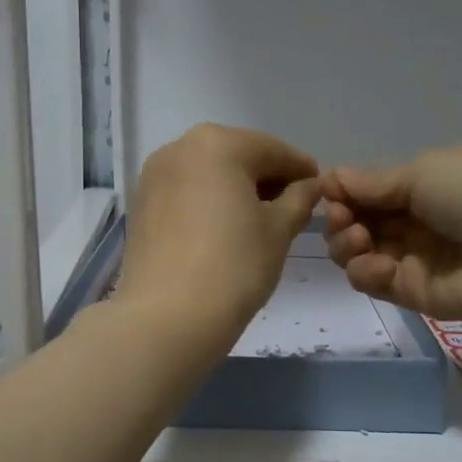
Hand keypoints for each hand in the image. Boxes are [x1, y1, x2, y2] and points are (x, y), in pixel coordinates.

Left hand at [117, 124, 322, 341]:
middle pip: (237, 156)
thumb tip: (308, 186)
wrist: (167, 317)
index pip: (273, 150)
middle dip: (266, 178)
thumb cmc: (234, 266)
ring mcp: (154, 176)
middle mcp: (179, 148)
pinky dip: (208, 203)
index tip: (320, 189)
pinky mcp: (140, 206)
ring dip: (236, 190)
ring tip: (259, 222)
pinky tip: (224, 230)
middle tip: (292, 208)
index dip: (301, 170)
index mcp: (218, 144)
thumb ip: (299, 199)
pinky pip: (185, 194)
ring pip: (208, 174)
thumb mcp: (279, 230)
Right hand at [323, 146, 461, 321]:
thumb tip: (330, 178)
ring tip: (358, 240)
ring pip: (357, 254)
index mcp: (420, 188)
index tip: (328, 193)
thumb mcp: (422, 172)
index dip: (343, 194)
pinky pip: (373, 282)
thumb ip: (373, 183)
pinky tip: (379, 264)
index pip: (367, 193)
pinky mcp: (412, 294)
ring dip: (346, 244)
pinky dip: (365, 272)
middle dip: (340, 219)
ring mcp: (411, 259)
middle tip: (342, 218)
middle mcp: (412, 223)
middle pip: (356, 224)